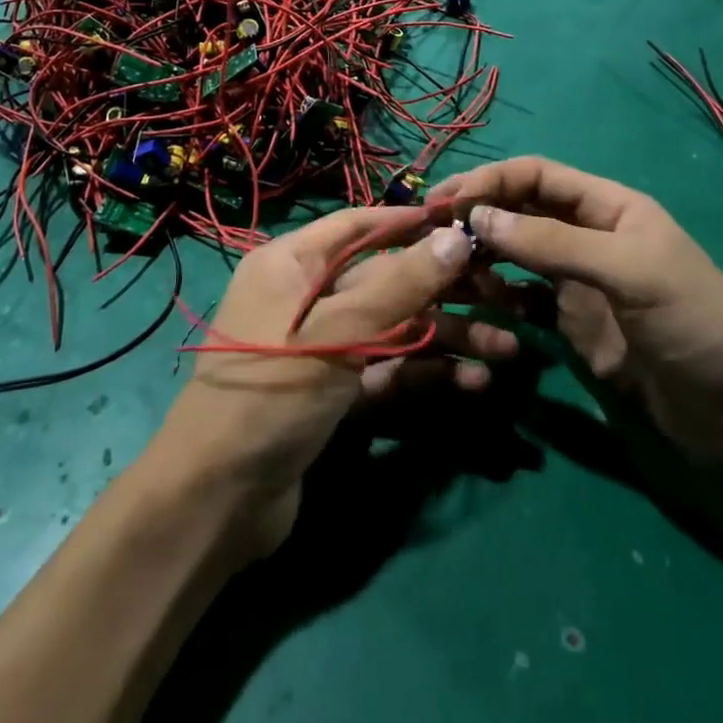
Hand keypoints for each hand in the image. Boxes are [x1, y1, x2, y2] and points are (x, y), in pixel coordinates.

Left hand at [152, 206, 516, 557]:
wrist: (216, 502)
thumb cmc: (271, 393)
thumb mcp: (337, 334)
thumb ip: (399, 285)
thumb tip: (456, 237)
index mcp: (292, 263)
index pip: (359, 225)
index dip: (411, 221)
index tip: (466, 222)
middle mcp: (307, 296)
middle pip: (385, 279)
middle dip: (444, 289)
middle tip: (505, 295)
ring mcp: (322, 347)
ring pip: (394, 328)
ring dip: (446, 337)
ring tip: (507, 349)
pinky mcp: (334, 393)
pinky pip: (387, 370)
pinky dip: (425, 373)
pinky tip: (474, 383)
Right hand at [427, 157, 722, 461]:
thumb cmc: (695, 324)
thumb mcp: (628, 271)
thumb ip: (552, 243)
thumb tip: (476, 217)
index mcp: (608, 207)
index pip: (536, 175)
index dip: (491, 181)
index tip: (448, 200)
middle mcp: (587, 236)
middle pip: (520, 211)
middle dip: (477, 214)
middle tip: (429, 229)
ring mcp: (577, 282)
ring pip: (514, 254)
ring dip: (481, 255)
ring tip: (447, 268)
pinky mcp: (571, 325)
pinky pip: (522, 299)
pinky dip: (496, 296)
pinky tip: (475, 302)